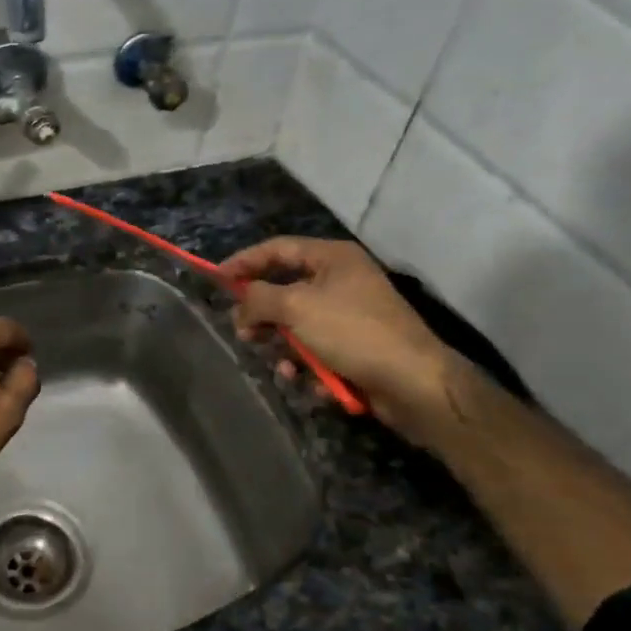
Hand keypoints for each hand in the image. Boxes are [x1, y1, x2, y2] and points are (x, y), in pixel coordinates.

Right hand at [219, 238, 459, 442]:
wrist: (413, 382)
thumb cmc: (353, 332)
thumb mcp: (296, 307)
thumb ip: (258, 299)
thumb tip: (240, 306)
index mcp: (332, 258)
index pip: (277, 249)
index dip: (244, 262)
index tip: (216, 280)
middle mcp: (341, 281)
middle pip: (285, 291)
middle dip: (263, 316)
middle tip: (245, 334)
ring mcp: (350, 317)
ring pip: (298, 328)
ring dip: (285, 349)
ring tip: (284, 368)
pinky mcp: (355, 350)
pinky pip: (317, 352)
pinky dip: (309, 367)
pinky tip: (310, 382)